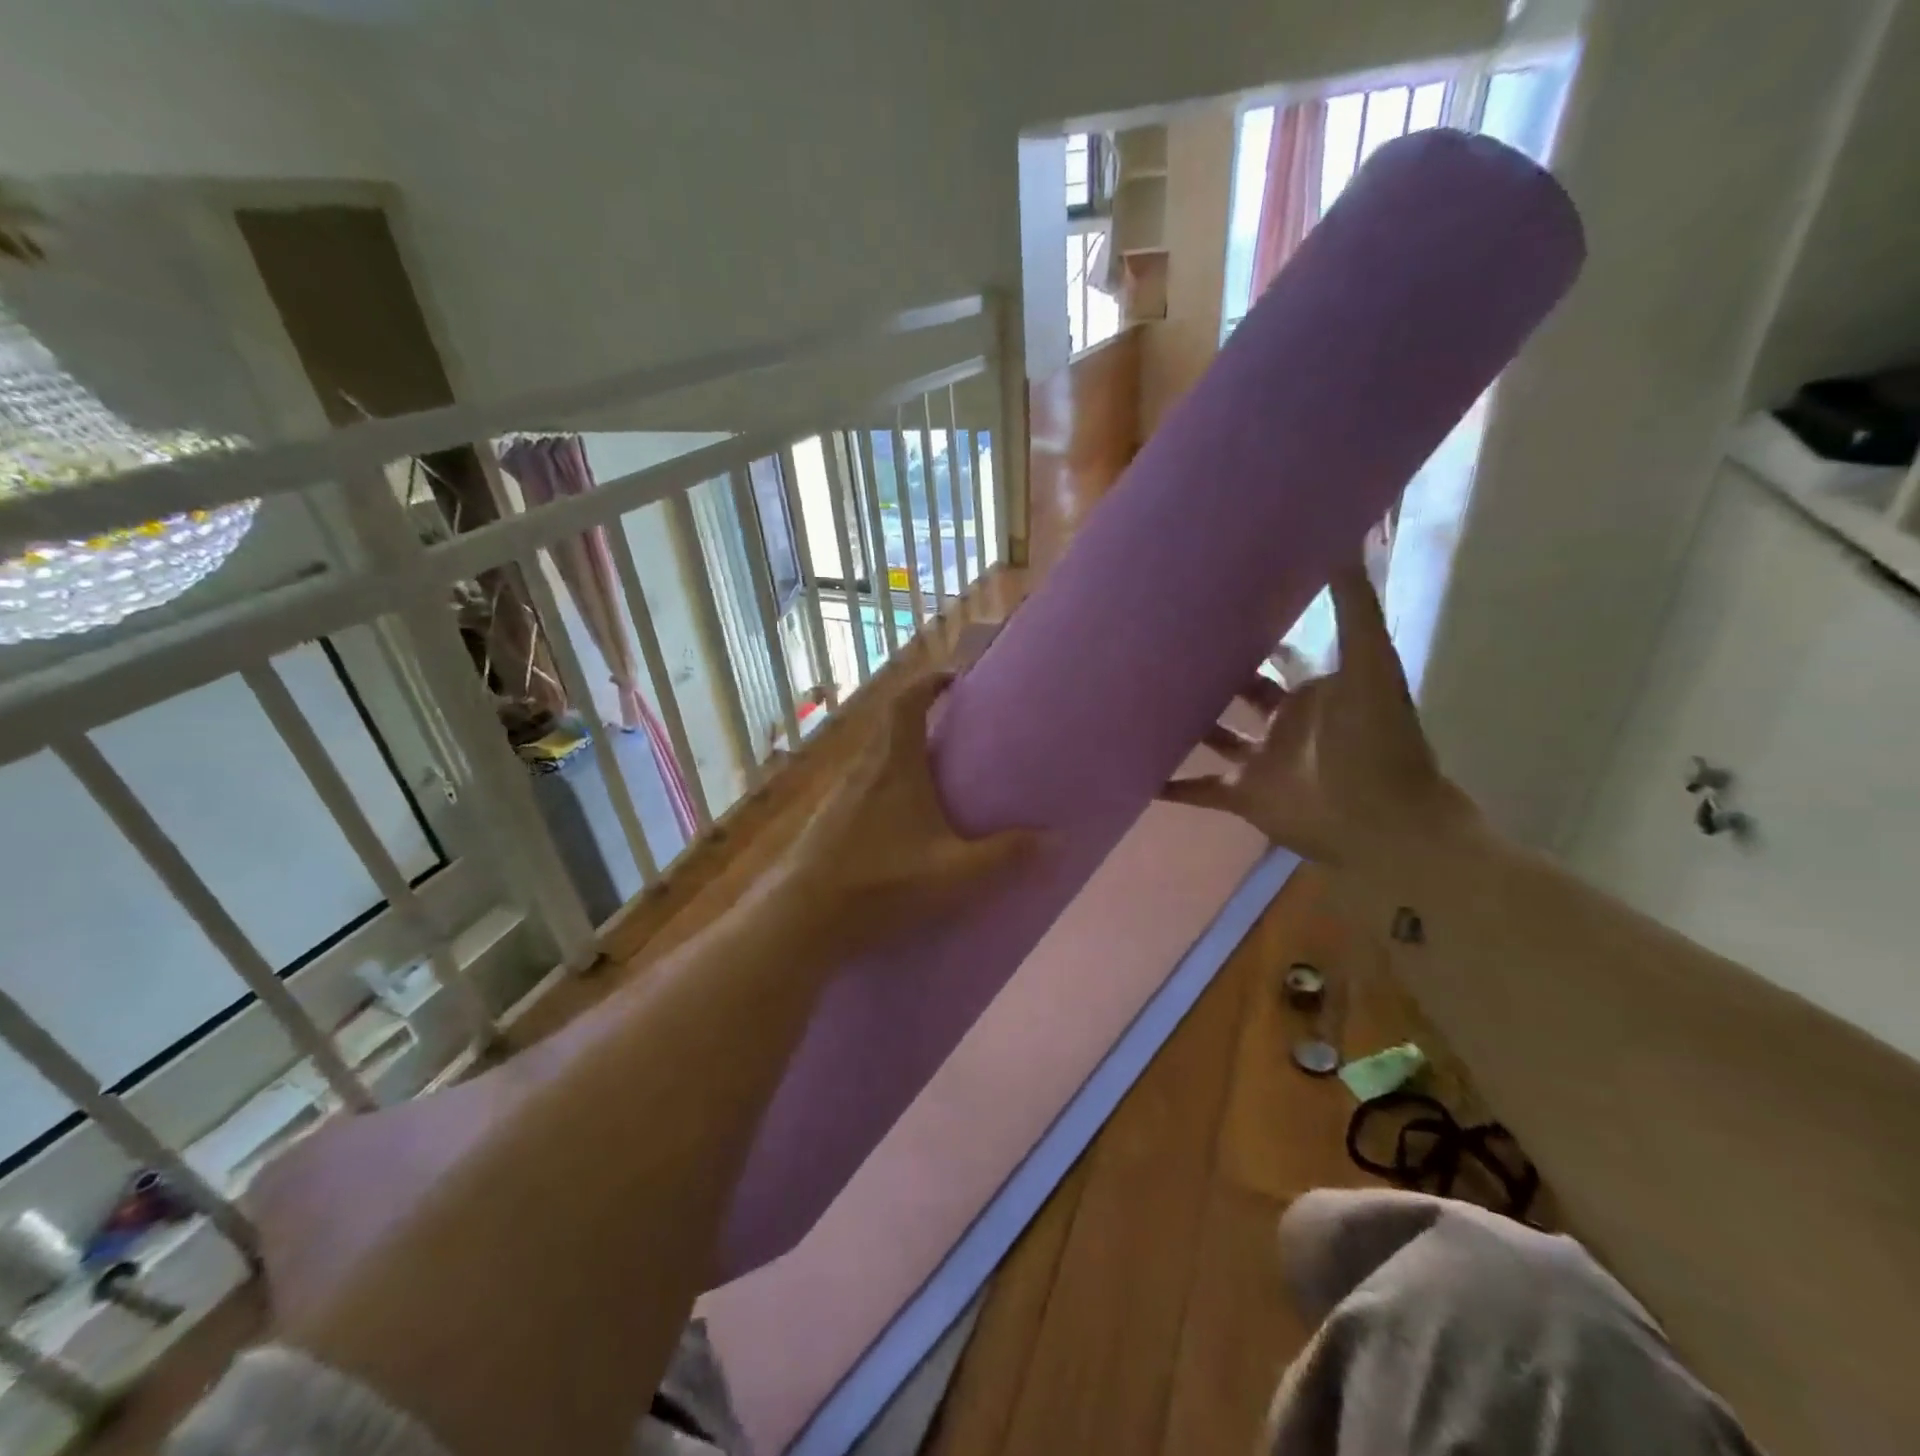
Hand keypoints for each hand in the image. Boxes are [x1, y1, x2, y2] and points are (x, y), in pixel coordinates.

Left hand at [780, 671, 1032, 943]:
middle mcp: (862, 769)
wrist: (800, 920)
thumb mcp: (953, 873)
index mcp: (894, 766)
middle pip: (888, 726)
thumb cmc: (880, 883)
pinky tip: (896, 823)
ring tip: (932, 776)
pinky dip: (883, 786)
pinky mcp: (824, 822)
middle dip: (920, 719)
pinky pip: (860, 787)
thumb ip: (1005, 856)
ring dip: (900, 755)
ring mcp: (837, 796)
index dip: (928, 682)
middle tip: (953, 731)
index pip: (906, 702)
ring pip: (873, 759)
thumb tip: (1057, 840)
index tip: (953, 678)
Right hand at [1161, 565, 1474, 866]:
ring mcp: (1259, 760)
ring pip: (1212, 736)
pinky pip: (1197, 788)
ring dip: (1182, 723)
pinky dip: (1169, 785)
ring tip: (1137, 698)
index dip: (1248, 632)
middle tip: (1159, 646)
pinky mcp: (1242, 795)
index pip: (1273, 654)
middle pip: (1235, 692)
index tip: (1210, 607)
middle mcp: (1281, 721)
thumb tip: (1341, 541)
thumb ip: (1355, 606)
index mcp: (1310, 690)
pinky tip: (1133, 771)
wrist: (1382, 823)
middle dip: (1206, 673)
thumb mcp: (1371, 663)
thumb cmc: (1376, 740)